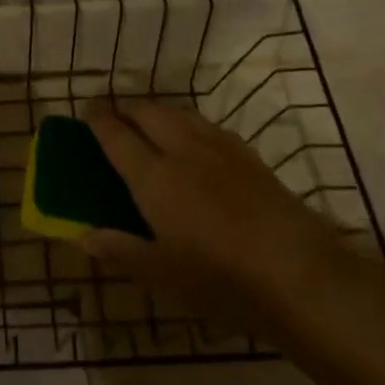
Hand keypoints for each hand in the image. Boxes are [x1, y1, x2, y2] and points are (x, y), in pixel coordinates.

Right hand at [82, 101, 355, 324]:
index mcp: (154, 177)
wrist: (300, 272)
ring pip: (182, 114)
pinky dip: (189, 123)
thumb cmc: (220, 277)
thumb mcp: (161, 273)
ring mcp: (221, 151)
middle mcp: (184, 152)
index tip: (87, 108)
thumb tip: (84, 238)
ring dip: (159, 110)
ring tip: (149, 119)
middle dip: (128, 107)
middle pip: (150, 114)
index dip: (99, 120)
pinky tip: (194, 139)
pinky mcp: (251, 158)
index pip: (118, 137)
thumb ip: (121, 250)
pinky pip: (209, 126)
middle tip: (114, 112)